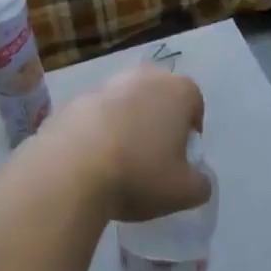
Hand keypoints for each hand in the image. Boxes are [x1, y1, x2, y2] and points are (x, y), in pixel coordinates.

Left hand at [47, 66, 209, 222]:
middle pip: (158, 94)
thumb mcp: (184, 192)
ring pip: (125, 101)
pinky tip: (92, 159)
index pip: (194, 100)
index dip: (192, 126)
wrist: (70, 170)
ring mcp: (105, 85)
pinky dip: (97, 130)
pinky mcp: (73, 101)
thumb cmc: (139, 174)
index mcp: (177, 91)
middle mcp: (143, 78)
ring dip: (127, 121)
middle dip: (159, 117)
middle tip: (154, 152)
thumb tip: (197, 180)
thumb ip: (200, 184)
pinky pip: (95, 114)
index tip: (183, 152)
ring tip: (120, 157)